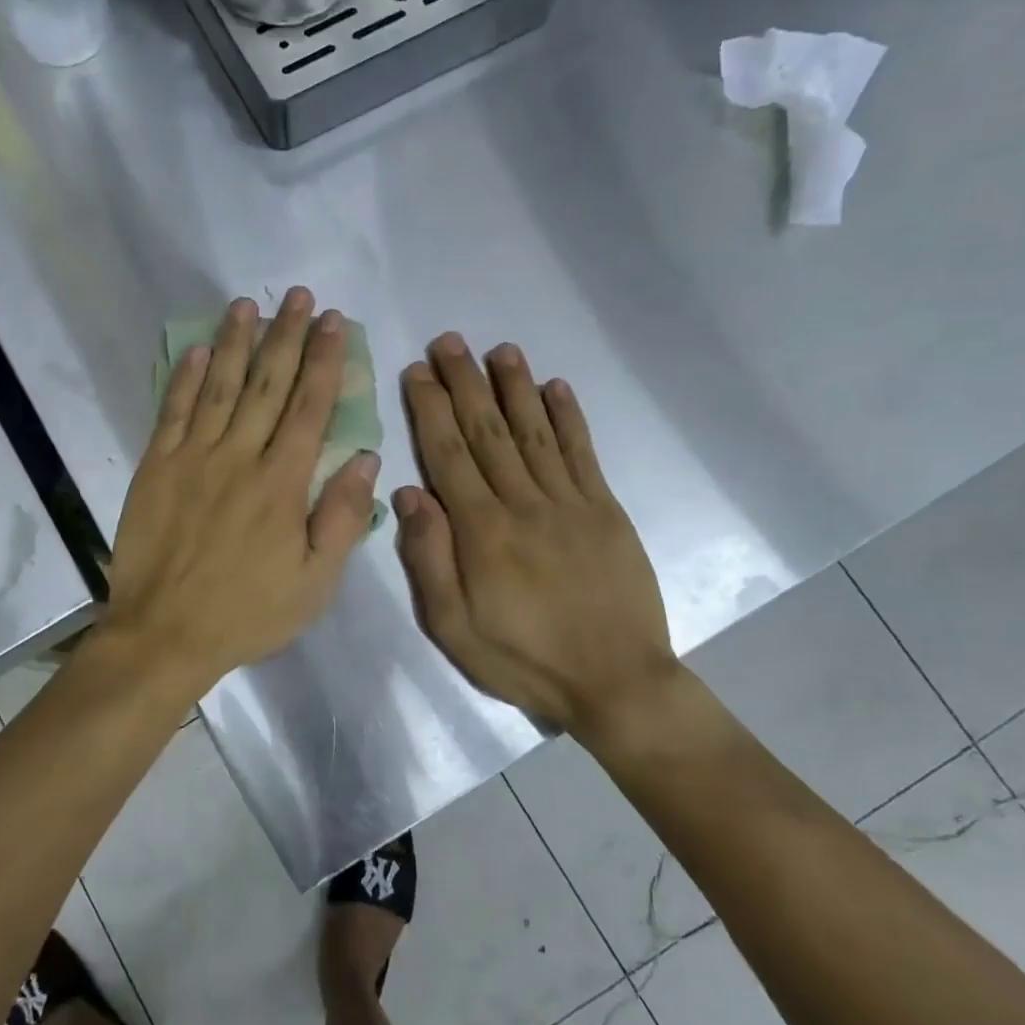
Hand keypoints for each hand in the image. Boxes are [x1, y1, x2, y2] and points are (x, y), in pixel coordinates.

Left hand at [102, 287, 379, 694]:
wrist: (165, 634)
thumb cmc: (248, 613)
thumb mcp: (315, 583)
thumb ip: (341, 517)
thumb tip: (365, 458)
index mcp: (282, 483)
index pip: (310, 407)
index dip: (324, 361)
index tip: (334, 322)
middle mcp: (239, 457)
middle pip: (268, 385)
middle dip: (286, 336)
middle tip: (299, 297)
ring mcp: (192, 458)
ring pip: (219, 387)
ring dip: (237, 343)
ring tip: (247, 305)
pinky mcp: (156, 467)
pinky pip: (172, 412)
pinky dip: (185, 378)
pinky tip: (198, 349)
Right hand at [394, 334, 678, 740]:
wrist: (616, 682)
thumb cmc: (524, 659)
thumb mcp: (454, 627)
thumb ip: (429, 559)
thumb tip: (408, 493)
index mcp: (482, 531)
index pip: (448, 455)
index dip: (430, 410)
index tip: (417, 372)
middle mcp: (523, 503)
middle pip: (487, 431)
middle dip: (465, 383)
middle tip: (449, 341)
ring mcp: (570, 502)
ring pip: (534, 431)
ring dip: (514, 387)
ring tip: (498, 349)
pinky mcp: (606, 511)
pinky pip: (583, 453)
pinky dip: (568, 417)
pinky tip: (556, 387)